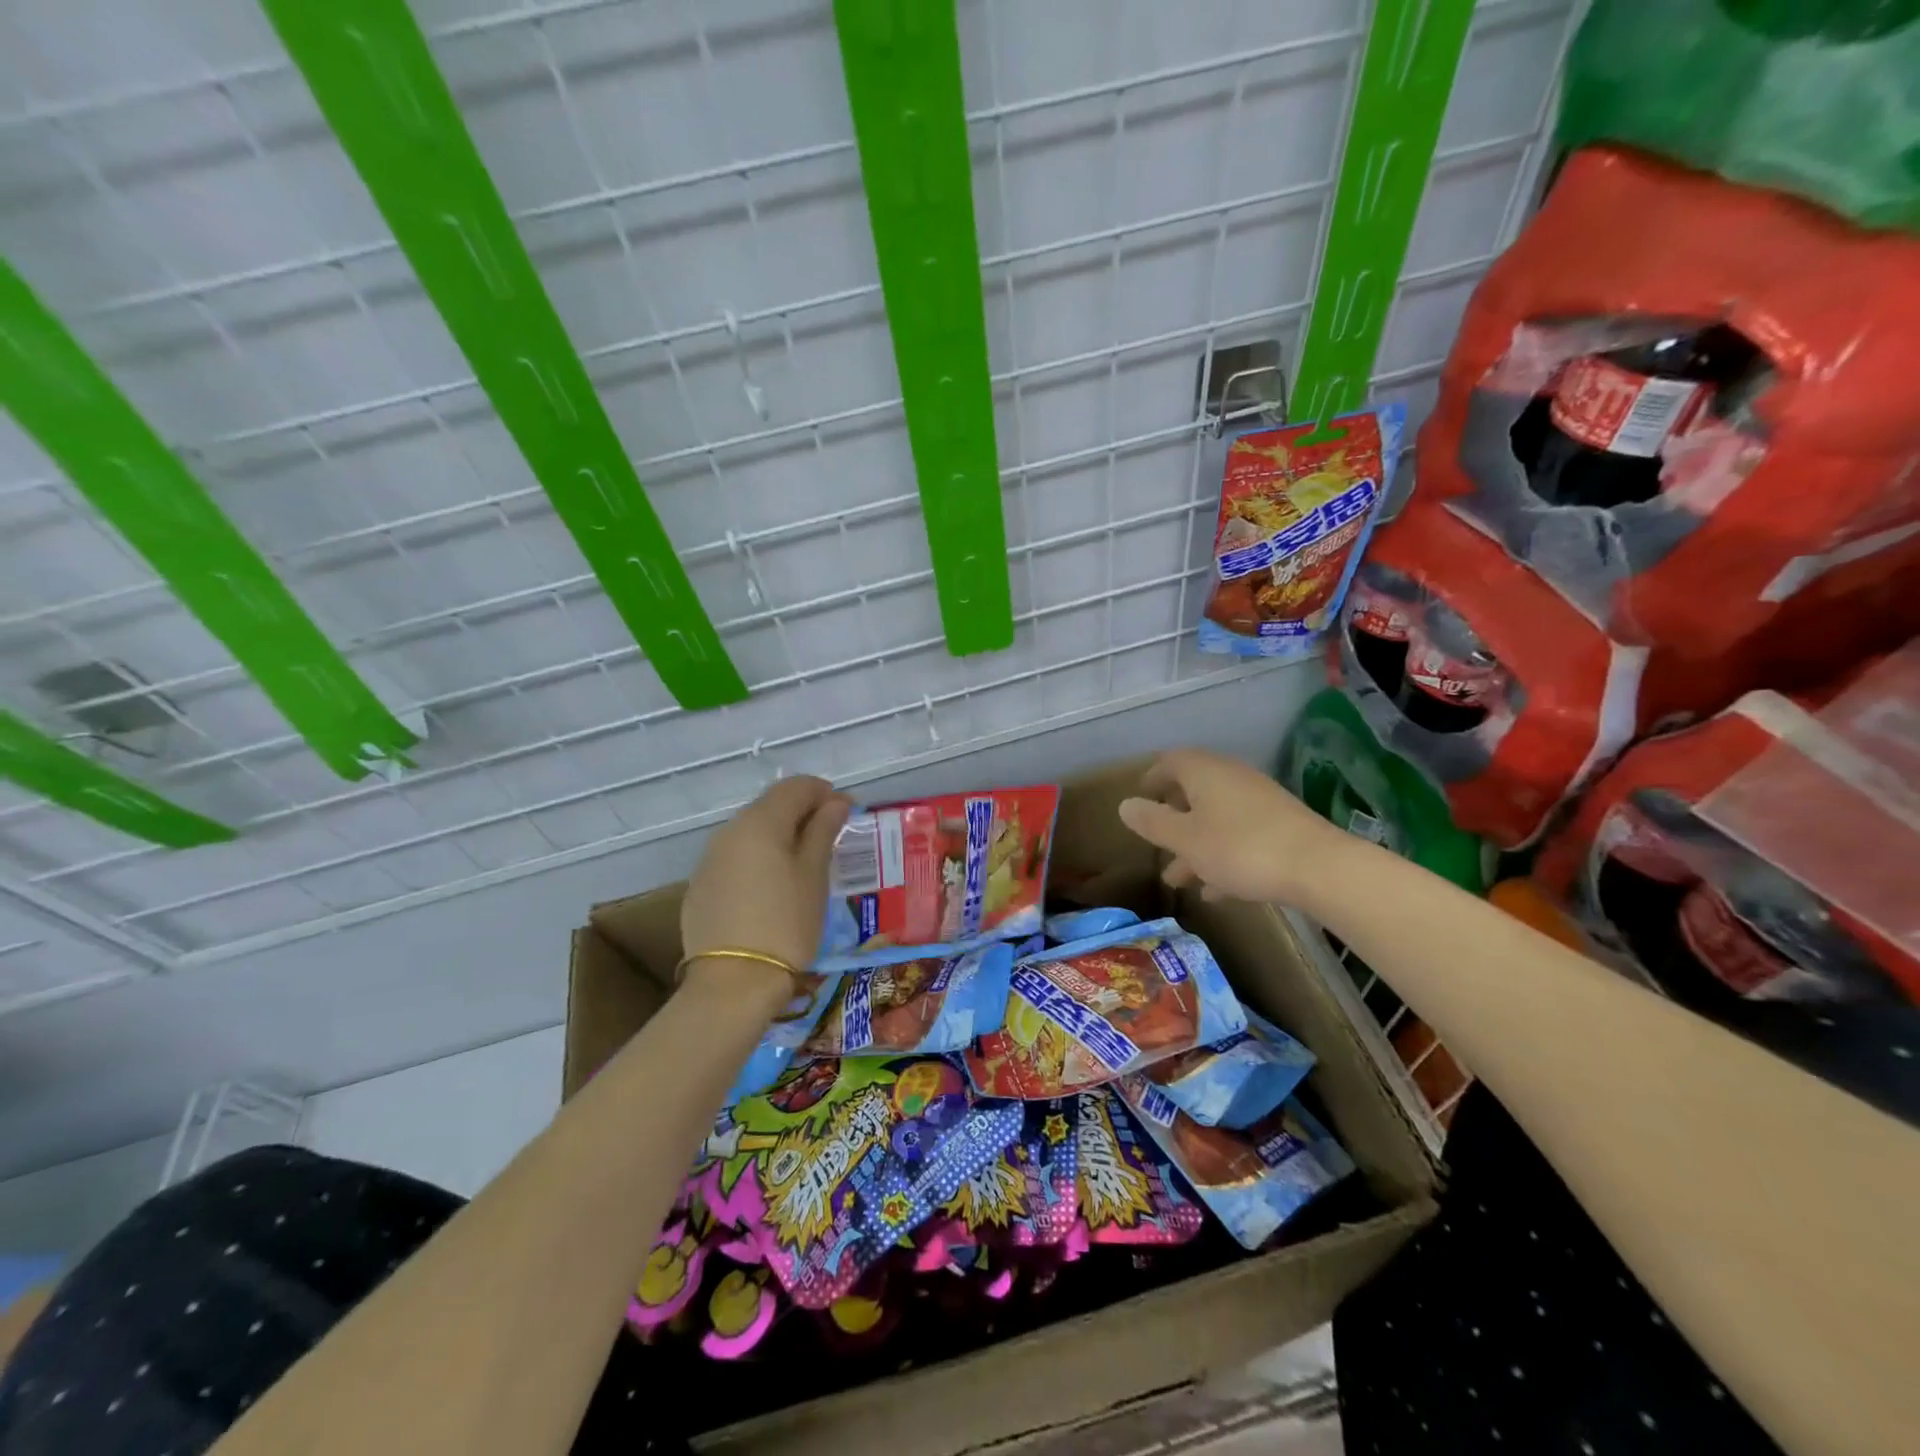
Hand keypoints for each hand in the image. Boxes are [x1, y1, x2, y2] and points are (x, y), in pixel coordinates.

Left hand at [681, 776, 851, 984]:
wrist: (733, 984)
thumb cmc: (786, 924)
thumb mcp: (814, 875)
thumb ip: (823, 831)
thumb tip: (836, 802)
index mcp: (760, 822)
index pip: (795, 787)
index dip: (824, 793)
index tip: (847, 814)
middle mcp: (728, 831)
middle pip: (770, 806)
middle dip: (803, 814)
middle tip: (830, 839)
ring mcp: (709, 860)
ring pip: (751, 834)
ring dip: (780, 838)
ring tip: (804, 865)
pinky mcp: (700, 888)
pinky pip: (735, 860)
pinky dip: (758, 861)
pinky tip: (772, 890)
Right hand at [1117, 748, 1345, 906]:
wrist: (1318, 868)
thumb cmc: (1239, 848)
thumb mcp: (1185, 839)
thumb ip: (1152, 822)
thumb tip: (1126, 805)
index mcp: (1204, 772)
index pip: (1170, 762)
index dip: (1151, 779)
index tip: (1138, 800)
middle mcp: (1231, 778)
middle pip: (1193, 792)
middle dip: (1172, 819)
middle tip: (1155, 841)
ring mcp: (1258, 802)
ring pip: (1216, 819)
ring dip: (1194, 845)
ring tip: (1178, 880)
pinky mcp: (1280, 826)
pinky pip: (1240, 836)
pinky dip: (1222, 856)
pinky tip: (1216, 890)